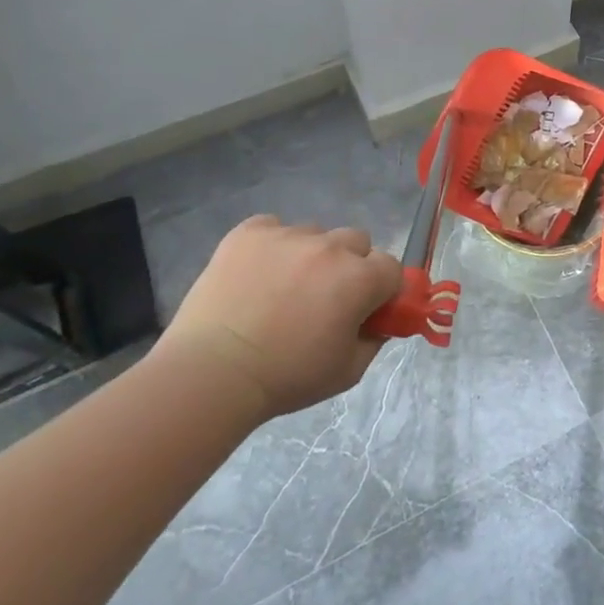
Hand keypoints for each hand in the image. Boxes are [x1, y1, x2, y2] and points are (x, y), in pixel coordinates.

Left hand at [159, 216, 402, 419]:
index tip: (364, 311)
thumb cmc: (286, 377)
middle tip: (325, 298)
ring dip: (310, 255)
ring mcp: (288, 235)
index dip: (381, 290)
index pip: (391, 268)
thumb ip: (374, 339)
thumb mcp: (348, 371)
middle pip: (357, 242)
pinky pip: (273, 227)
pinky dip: (272, 246)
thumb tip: (378, 322)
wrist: (212, 372)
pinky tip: (256, 274)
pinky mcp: (249, 232)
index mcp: (360, 278)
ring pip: (315, 234)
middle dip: (349, 266)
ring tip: (282, 289)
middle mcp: (330, 247)